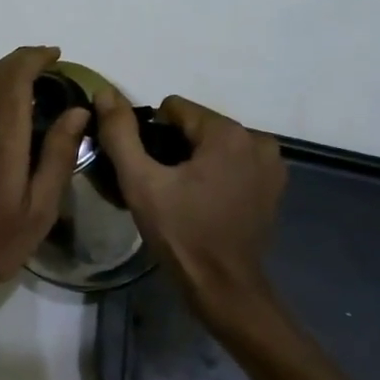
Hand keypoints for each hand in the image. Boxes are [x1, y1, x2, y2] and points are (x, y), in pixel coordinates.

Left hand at [0, 46, 88, 332]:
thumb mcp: (39, 208)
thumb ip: (57, 155)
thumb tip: (77, 111)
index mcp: (0, 140)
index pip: (13, 79)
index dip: (33, 59)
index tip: (56, 54)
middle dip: (19, 60)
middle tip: (48, 64)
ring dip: (3, 72)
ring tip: (33, 80)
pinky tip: (9, 108)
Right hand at [94, 89, 286, 329]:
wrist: (223, 288)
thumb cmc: (180, 232)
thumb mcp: (139, 181)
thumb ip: (120, 133)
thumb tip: (105, 92)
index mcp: (227, 133)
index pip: (174, 108)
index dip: (152, 136)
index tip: (149, 169)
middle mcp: (257, 140)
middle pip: (196, 125)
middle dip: (174, 147)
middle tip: (162, 185)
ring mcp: (271, 164)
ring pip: (214, 143)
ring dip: (195, 159)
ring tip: (181, 195)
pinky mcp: (274, 185)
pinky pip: (233, 161)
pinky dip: (216, 172)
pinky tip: (204, 201)